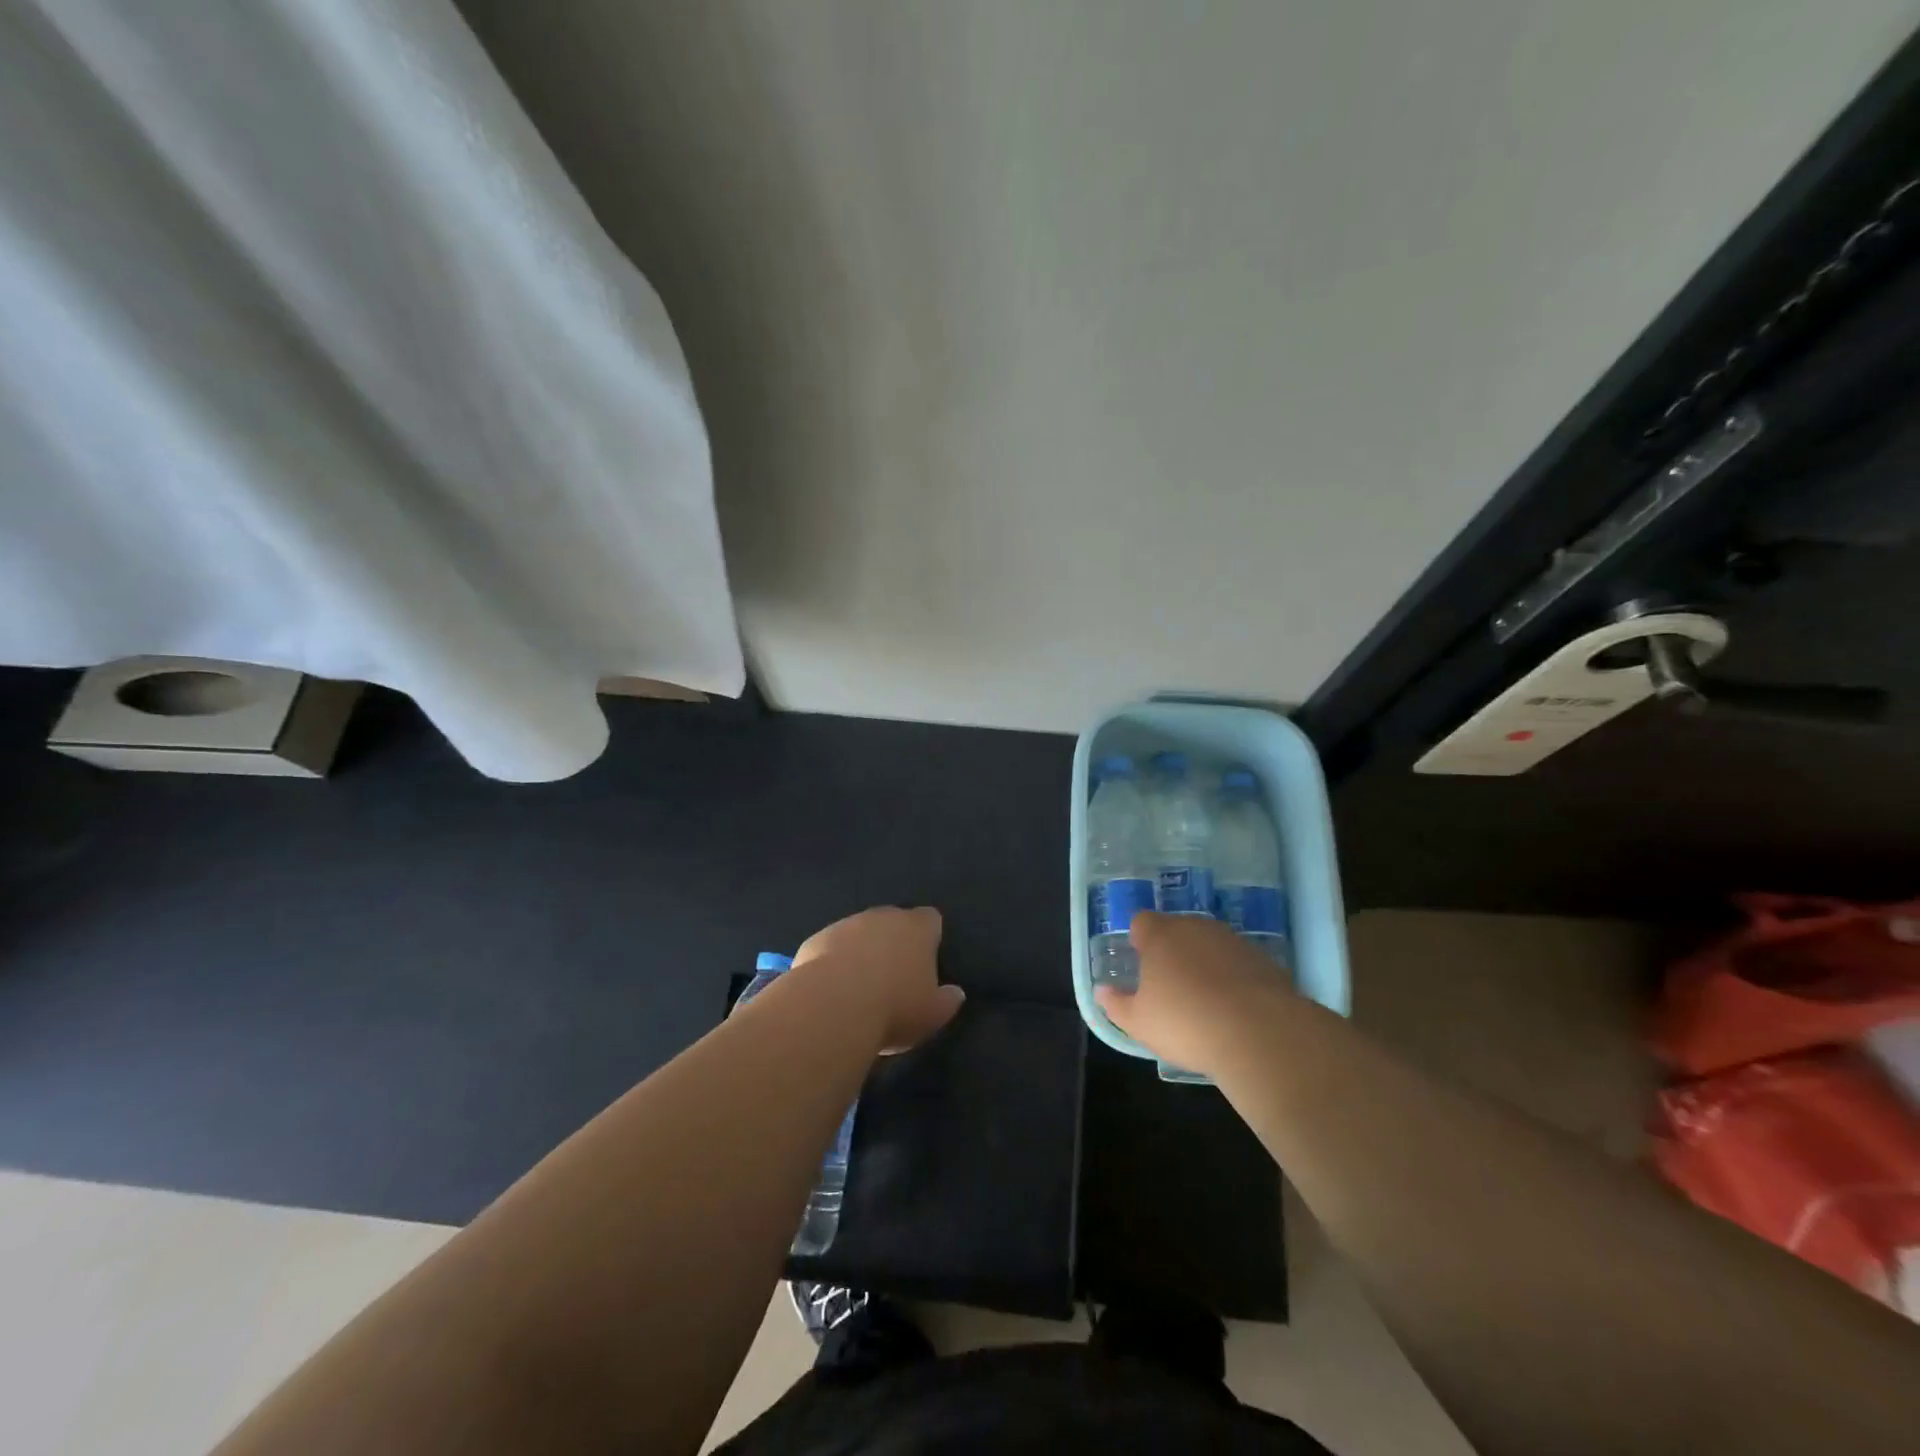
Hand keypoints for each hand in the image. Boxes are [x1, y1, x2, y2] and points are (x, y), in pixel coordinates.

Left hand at [792, 906, 965, 1053]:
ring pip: (860, 933)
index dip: (930, 937)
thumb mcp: (933, 1014)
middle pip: (894, 922)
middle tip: (894, 977)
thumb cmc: (894, 1007)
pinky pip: (832, 947)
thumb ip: (948, 1000)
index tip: (927, 961)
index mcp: (917, 928)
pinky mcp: (817, 938)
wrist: (832, 1007)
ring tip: (860, 986)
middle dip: (894, 942)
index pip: (931, 919)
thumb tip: (956, 993)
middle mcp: (883, 916)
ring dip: (862, 951)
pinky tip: (832, 990)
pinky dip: (835, 962)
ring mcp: (847, 924)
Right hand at [1094, 911, 1288, 1072]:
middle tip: (1170, 984)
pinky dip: (1234, 977)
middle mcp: (1196, 928)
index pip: (1142, 921)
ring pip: (1210, 943)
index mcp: (1160, 936)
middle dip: (1172, 949)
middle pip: (1177, 928)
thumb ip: (1116, 1004)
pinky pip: (1239, 962)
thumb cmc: (1186, 1023)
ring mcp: (1233, 940)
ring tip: (1204, 998)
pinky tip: (1235, 1007)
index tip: (1141, 963)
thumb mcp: (1139, 1023)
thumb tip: (1102, 990)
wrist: (1260, 1033)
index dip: (1139, 939)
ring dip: (1205, 961)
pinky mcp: (1264, 960)